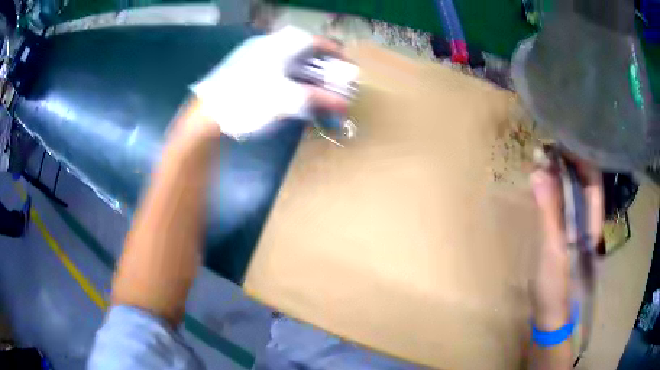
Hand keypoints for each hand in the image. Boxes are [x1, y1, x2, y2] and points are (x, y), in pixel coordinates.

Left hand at [191, 26, 350, 138]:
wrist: (205, 117)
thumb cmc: (247, 102)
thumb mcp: (286, 100)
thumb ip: (318, 100)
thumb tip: (345, 105)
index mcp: (278, 45)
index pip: (314, 40)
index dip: (334, 51)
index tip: (347, 64)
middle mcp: (267, 46)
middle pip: (302, 49)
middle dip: (321, 64)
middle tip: (332, 79)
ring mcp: (253, 57)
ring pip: (288, 59)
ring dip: (306, 72)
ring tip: (316, 87)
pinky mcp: (244, 70)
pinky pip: (275, 68)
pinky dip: (289, 77)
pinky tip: (292, 90)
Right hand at [529, 156, 602, 330]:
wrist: (552, 315)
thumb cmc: (556, 286)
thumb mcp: (552, 250)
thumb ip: (548, 211)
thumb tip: (538, 171)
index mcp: (592, 221)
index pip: (591, 178)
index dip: (578, 156)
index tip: (557, 141)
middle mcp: (589, 218)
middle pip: (582, 181)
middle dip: (565, 162)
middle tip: (543, 148)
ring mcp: (578, 225)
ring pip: (572, 191)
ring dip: (557, 174)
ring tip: (540, 160)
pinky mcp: (567, 232)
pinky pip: (563, 203)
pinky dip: (553, 190)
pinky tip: (542, 183)